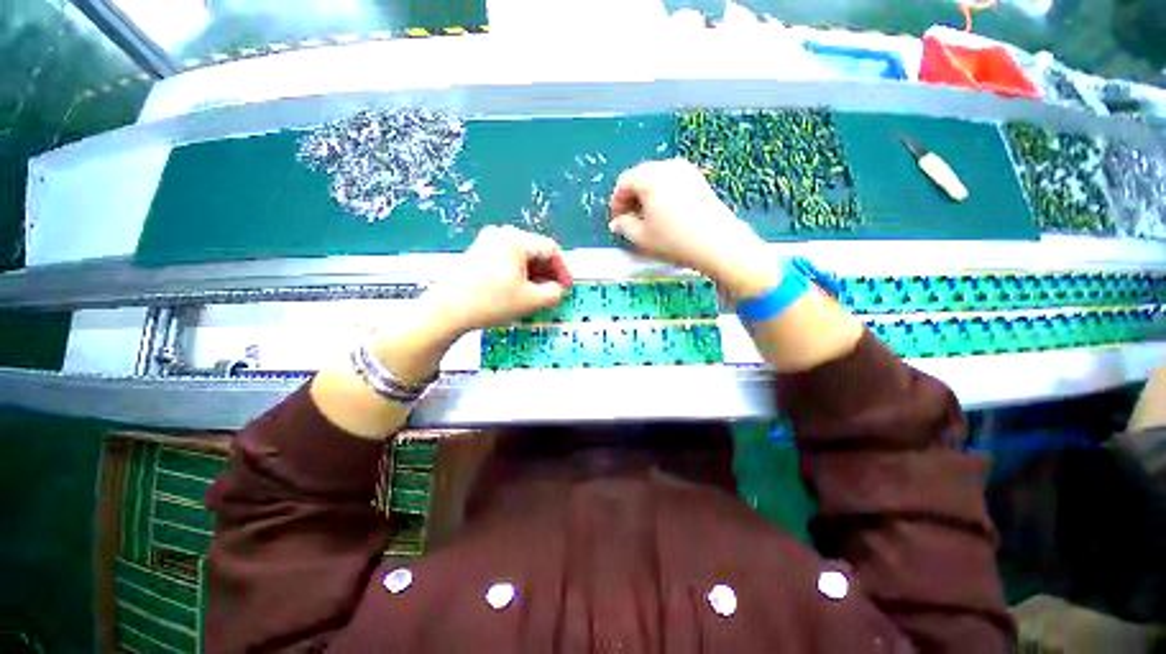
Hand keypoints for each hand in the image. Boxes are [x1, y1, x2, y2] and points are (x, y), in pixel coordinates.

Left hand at [423, 225, 572, 333]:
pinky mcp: (476, 253)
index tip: (567, 287)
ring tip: (537, 294)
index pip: (551, 249)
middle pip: (535, 250)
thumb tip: (558, 289)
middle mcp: (501, 233)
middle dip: (548, 272)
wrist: (447, 311)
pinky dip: (518, 273)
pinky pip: (506, 259)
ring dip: (534, 274)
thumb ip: (554, 293)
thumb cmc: (492, 303)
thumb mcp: (531, 300)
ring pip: (521, 256)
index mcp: (516, 239)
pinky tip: (517, 290)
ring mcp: (486, 242)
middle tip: (553, 292)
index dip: (563, 269)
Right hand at [608, 158, 776, 297]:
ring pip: (657, 178)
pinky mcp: (699, 180)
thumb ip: (624, 227)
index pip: (624, 182)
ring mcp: (687, 171)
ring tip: (647, 218)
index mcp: (650, 177)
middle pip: (641, 176)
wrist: (717, 244)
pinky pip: (673, 182)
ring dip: (647, 195)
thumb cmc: (673, 240)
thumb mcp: (642, 237)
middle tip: (629, 219)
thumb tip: (616, 223)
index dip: (616, 201)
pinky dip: (663, 194)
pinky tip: (665, 214)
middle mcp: (668, 166)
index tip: (616, 219)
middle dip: (631, 197)